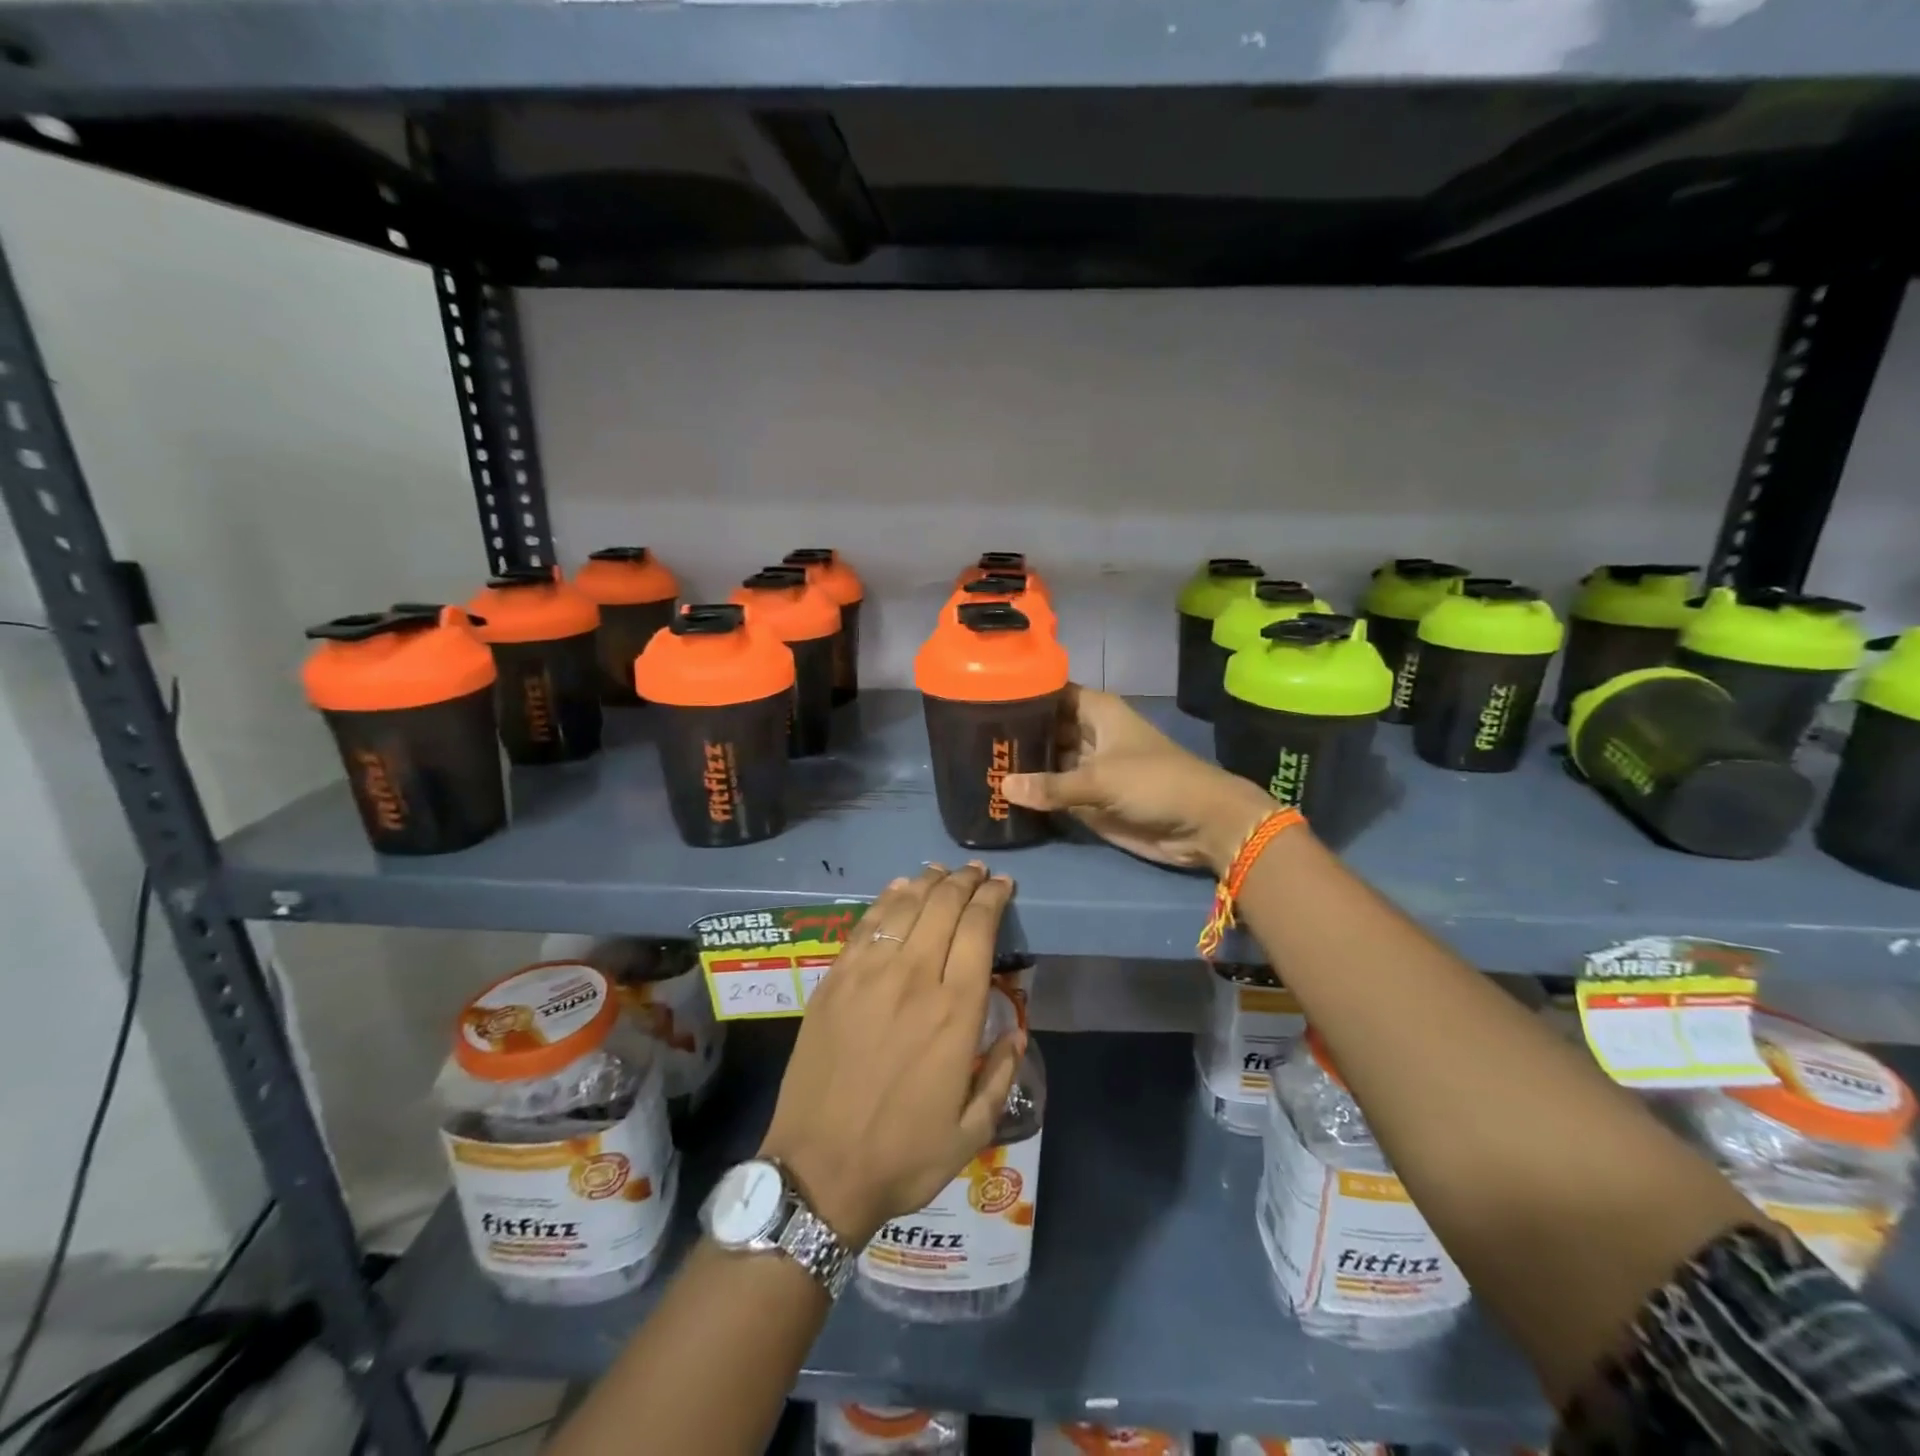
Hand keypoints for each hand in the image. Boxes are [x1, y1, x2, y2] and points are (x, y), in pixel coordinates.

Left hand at [758, 864, 1023, 1246]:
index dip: (993, 898)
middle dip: (965, 882)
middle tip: (976, 873)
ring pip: (904, 907)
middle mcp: (914, 979)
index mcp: (955, 1012)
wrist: (818, 1170)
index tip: (1003, 884)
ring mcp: (868, 975)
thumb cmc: (902, 1155)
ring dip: (927, 883)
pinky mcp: (834, 980)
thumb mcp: (973, 1131)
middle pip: (943, 906)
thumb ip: (1001, 1074)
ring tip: (941, 872)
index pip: (979, 929)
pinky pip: (865, 925)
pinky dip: (886, 900)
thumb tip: (1016, 1030)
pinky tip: (898, 889)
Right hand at [1001, 685, 1273, 874]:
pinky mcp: (1088, 799)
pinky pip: (1054, 792)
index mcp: (1096, 712)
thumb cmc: (1156, 784)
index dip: (1021, 693)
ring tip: (975, 764)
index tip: (981, 697)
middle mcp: (1088, 734)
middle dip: (1013, 734)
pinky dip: (1033, 794)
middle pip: (1044, 728)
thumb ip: (1052, 785)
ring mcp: (1087, 768)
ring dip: (1020, 766)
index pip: (1051, 693)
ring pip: (1046, 761)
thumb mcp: (1101, 780)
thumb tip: (1004, 787)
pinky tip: (998, 794)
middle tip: (969, 738)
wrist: (1201, 825)